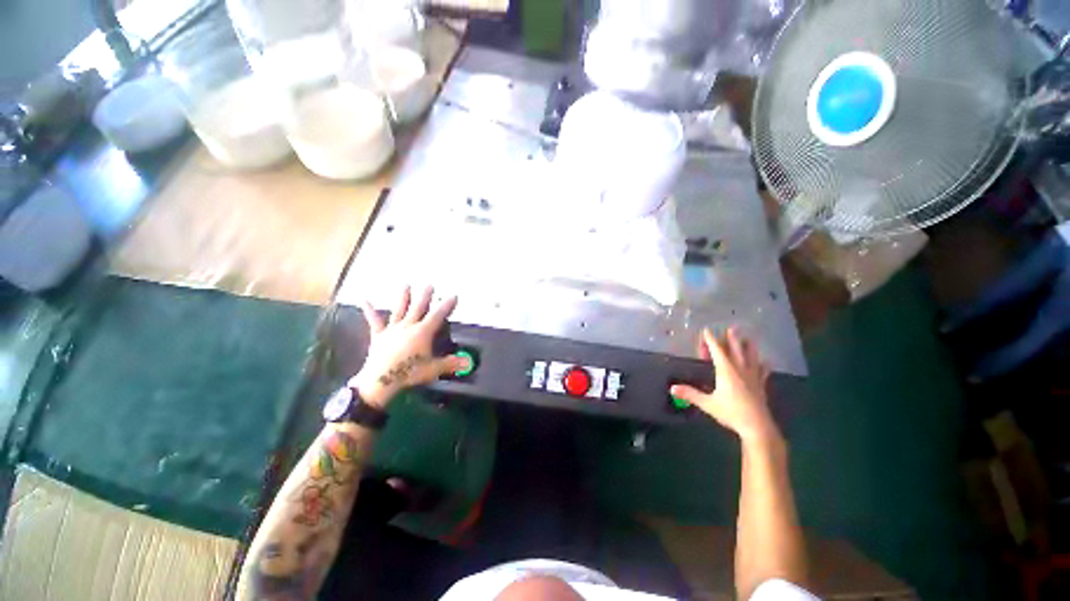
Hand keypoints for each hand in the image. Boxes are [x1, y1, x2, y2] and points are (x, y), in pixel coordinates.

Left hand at [352, 286, 470, 407]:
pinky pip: (375, 321)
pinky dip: (369, 311)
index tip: (453, 295)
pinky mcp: (379, 336)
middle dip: (425, 296)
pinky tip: (365, 301)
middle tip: (429, 284)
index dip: (447, 305)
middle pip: (418, 307)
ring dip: (403, 297)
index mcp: (422, 332)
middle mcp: (408, 326)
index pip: (438, 315)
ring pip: (399, 309)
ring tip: (406, 285)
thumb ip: (450, 364)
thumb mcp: (433, 369)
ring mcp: (392, 330)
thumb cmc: (409, 373)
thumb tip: (467, 363)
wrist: (380, 381)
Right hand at [670, 328, 778, 443]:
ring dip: (749, 347)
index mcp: (726, 370)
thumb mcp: (707, 404)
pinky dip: (762, 364)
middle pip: (736, 349)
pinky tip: (765, 362)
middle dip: (732, 339)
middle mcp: (740, 369)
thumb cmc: (731, 412)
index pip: (717, 351)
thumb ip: (690, 394)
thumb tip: (672, 388)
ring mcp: (753, 377)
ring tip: (749, 339)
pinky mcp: (761, 385)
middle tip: (732, 328)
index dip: (711, 340)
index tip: (706, 330)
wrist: (757, 427)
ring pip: (752, 357)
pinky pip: (763, 371)